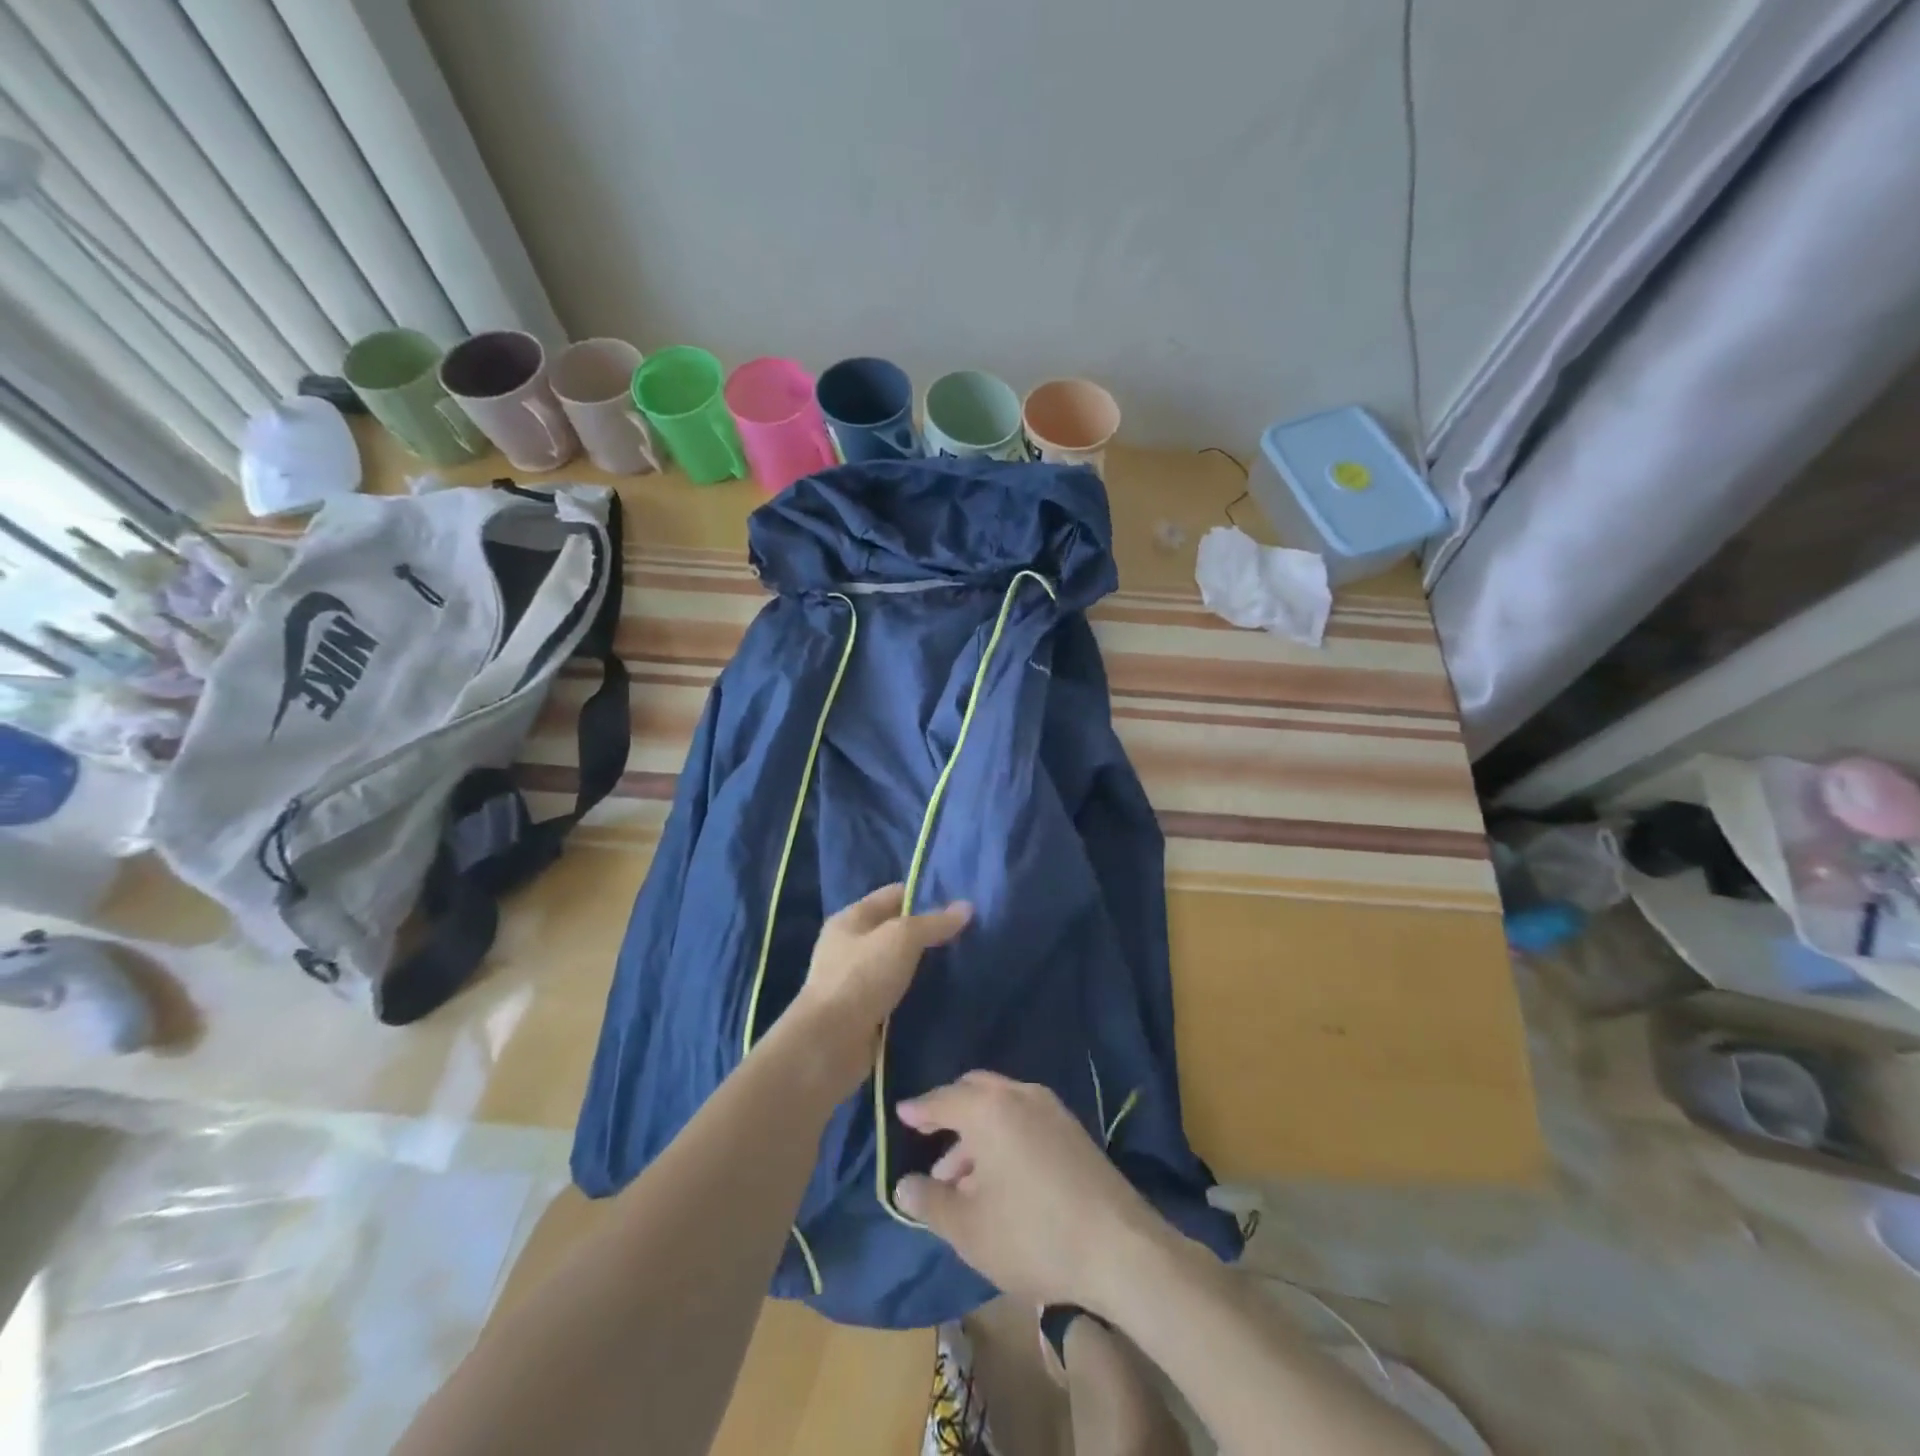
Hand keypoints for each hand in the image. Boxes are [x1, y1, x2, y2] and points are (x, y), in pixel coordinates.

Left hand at [787, 884, 970, 1094]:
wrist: (829, 1044)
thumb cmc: (861, 978)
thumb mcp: (902, 938)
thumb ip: (934, 922)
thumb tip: (967, 907)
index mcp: (851, 919)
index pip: (894, 895)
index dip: (925, 895)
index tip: (961, 903)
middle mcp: (850, 946)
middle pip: (897, 931)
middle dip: (929, 933)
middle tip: (969, 935)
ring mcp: (855, 982)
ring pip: (899, 965)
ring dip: (925, 967)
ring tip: (963, 965)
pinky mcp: (864, 1014)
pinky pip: (897, 995)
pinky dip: (917, 995)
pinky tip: (945, 996)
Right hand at [892, 1072, 1175, 1314]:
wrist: (1120, 1248)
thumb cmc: (1032, 1234)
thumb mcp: (968, 1228)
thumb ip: (930, 1202)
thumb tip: (903, 1184)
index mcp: (989, 1109)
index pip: (943, 1099)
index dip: (919, 1109)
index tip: (902, 1113)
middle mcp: (1020, 1095)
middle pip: (975, 1091)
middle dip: (950, 1114)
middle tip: (930, 1140)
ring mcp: (1052, 1110)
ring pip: (1002, 1107)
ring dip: (976, 1134)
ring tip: (960, 1181)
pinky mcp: (1074, 1131)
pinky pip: (1025, 1120)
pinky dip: (1004, 1137)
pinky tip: (1000, 1180)